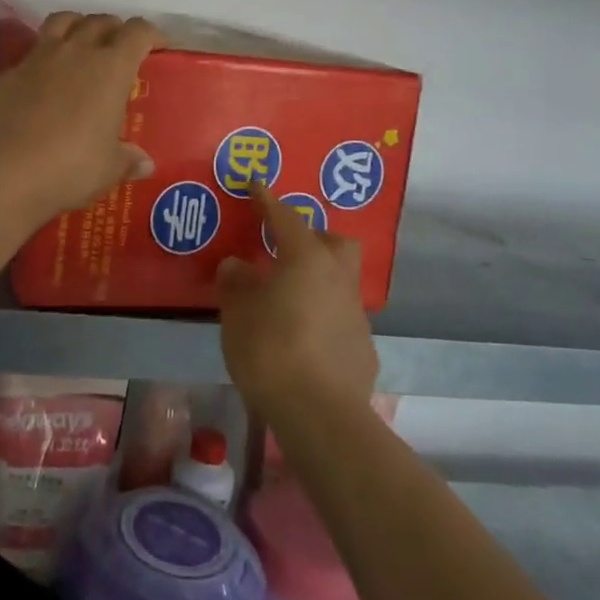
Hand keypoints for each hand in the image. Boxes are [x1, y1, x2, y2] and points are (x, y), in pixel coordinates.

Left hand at [0, 12, 163, 218]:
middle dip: (114, 29)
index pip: (137, 32)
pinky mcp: (9, 73)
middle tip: (119, 48)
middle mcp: (76, 52)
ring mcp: (38, 58)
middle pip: (100, 21)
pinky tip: (43, 80)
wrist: (6, 171)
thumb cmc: (71, 167)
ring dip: (77, 26)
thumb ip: (127, 159)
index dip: (151, 34)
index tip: (156, 46)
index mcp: (111, 68)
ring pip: (62, 22)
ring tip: (81, 44)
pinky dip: (44, 58)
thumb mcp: (109, 168)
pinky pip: (32, 52)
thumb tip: (144, 162)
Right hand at [217, 181, 377, 422]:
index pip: (285, 217)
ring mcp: (355, 313)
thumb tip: (237, 265)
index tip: (255, 184)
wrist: (321, 415)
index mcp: (306, 259)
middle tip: (285, 249)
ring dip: (316, 280)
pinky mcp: (363, 346)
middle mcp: (337, 278)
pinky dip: (322, 316)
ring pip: (339, 280)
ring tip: (287, 299)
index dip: (266, 200)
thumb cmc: (271, 350)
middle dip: (312, 237)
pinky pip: (340, 316)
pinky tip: (302, 338)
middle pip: (333, 242)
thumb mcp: (238, 313)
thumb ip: (236, 283)